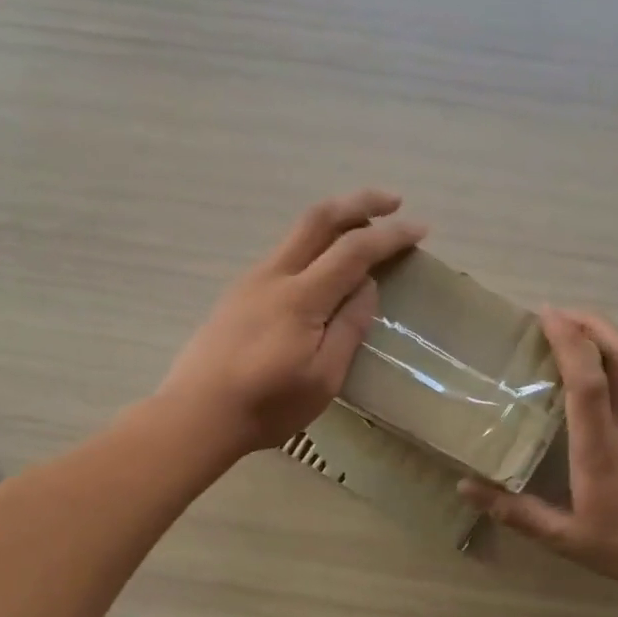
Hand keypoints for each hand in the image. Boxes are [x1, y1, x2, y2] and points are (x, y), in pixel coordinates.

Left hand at [158, 189, 426, 457]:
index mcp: (300, 297)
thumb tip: (367, 287)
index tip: (421, 230)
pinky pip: (284, 254)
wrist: (196, 414)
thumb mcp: (323, 378)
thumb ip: (349, 327)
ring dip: (335, 221)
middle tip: (394, 202)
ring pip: (297, 233)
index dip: (390, 236)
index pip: (354, 250)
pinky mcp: (238, 294)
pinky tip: (324, 266)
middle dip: (360, 202)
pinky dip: (314, 244)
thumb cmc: (267, 405)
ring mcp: (251, 281)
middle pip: (319, 218)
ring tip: (364, 231)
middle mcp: (274, 275)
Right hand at [460, 309, 617, 585]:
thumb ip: (514, 512)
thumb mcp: (560, 538)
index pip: (589, 383)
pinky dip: (607, 358)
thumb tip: (465, 486)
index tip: (546, 315)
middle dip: (593, 323)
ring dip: (602, 335)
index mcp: (600, 448)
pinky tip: (582, 368)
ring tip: (565, 330)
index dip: (570, 343)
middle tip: (555, 314)